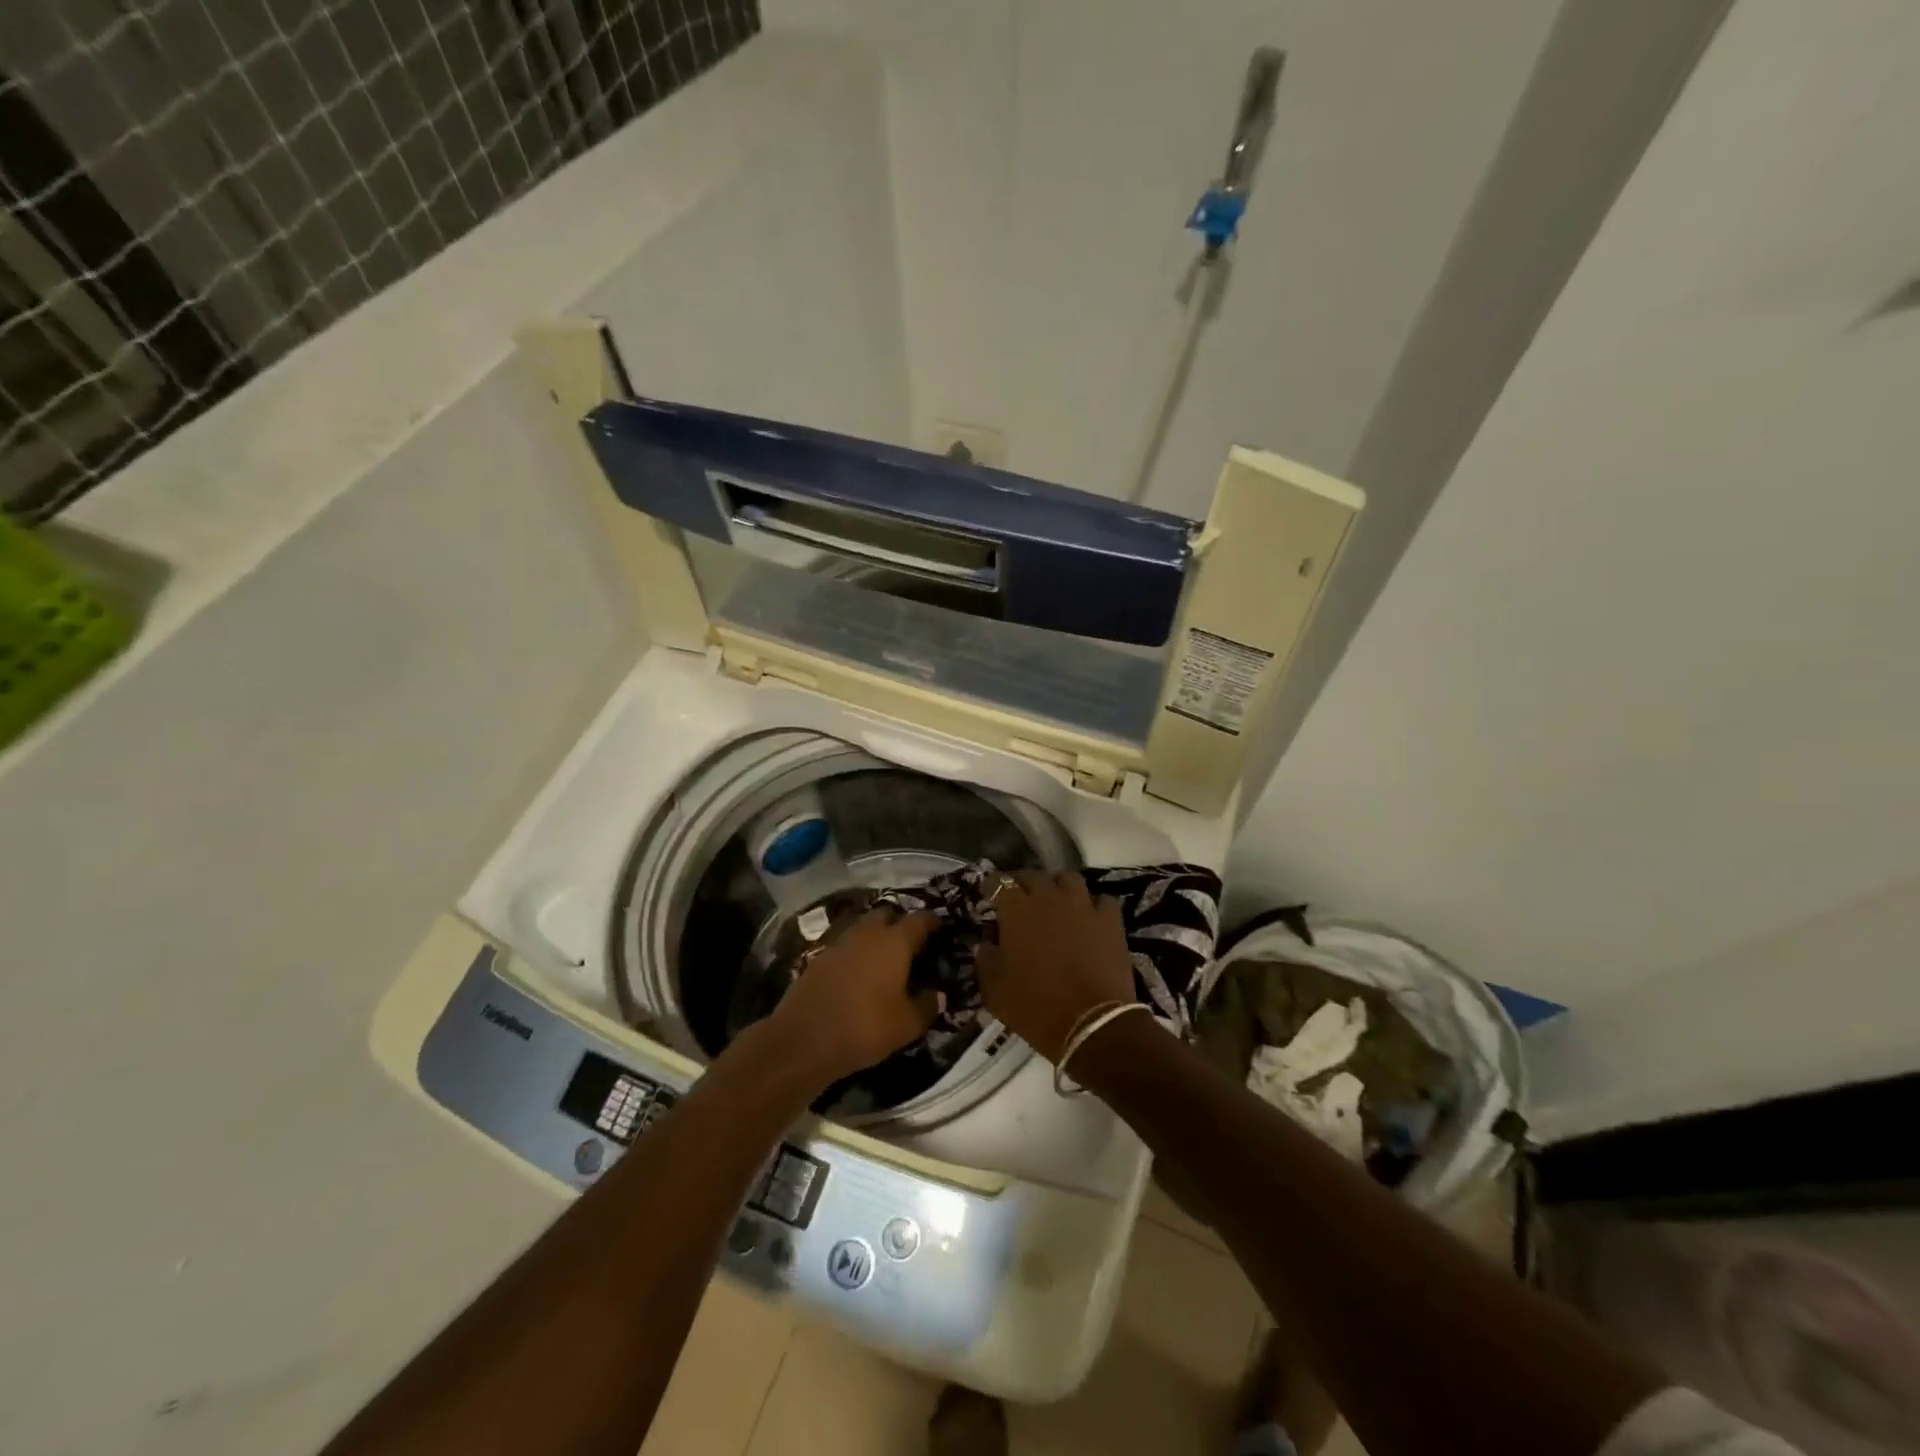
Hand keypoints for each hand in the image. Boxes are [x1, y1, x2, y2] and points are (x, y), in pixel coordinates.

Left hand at [766, 909, 940, 1084]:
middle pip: (886, 914)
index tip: (938, 926)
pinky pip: (843, 945)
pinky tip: (856, 971)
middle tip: (908, 941)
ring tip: (882, 955)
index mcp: (894, 942)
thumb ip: (927, 1006)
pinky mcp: (818, 957)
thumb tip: (939, 995)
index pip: (919, 920)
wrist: (804, 1039)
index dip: (931, 921)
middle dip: (898, 922)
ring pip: (862, 927)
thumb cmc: (865, 1027)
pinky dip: (854, 951)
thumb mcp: (906, 1025)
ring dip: (873, 935)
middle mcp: (867, 934)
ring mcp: (839, 943)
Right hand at [976, 872, 1133, 1061]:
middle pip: (1034, 876)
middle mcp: (1049, 898)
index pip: (999, 882)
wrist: (1091, 1025)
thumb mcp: (994, 990)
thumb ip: (986, 959)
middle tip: (1020, 898)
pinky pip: (1101, 900)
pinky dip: (1093, 906)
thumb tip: (986, 944)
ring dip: (1059, 887)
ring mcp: (1083, 905)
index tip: (989, 894)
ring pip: (1069, 879)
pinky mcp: (1110, 920)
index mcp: (1017, 910)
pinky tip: (1089, 918)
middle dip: (1023, 883)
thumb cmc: (1035, 1008)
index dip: (992, 886)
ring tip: (1056, 901)